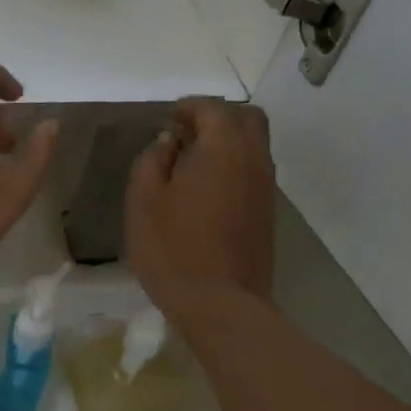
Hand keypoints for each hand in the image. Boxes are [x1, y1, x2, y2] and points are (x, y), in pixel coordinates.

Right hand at [128, 98, 274, 315]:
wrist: (220, 303)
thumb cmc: (173, 249)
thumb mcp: (143, 201)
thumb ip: (152, 161)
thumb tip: (169, 142)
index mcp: (222, 147)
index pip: (212, 108)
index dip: (189, 107)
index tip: (168, 118)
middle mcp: (253, 158)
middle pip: (246, 118)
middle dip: (217, 117)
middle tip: (186, 134)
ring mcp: (265, 187)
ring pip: (254, 145)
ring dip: (227, 142)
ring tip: (192, 162)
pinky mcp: (267, 212)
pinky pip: (254, 171)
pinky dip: (234, 166)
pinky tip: (206, 189)